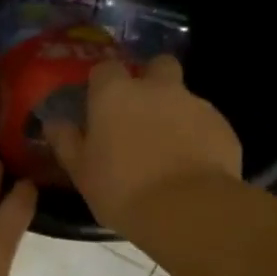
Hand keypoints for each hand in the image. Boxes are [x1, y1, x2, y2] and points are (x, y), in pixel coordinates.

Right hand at [45, 55, 242, 235]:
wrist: (187, 209)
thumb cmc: (121, 189)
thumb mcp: (81, 172)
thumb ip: (66, 142)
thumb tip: (54, 123)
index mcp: (116, 95)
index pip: (106, 69)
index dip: (102, 84)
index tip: (99, 105)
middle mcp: (157, 89)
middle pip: (157, 65)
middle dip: (150, 81)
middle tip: (140, 113)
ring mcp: (195, 104)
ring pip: (183, 97)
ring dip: (174, 113)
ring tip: (166, 150)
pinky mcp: (223, 127)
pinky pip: (205, 124)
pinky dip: (196, 137)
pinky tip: (190, 166)